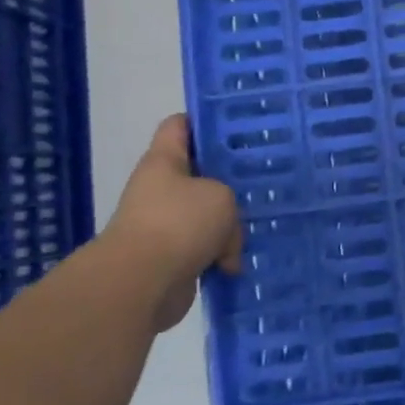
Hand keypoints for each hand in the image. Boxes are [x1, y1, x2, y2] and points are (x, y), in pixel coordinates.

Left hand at [102, 114, 241, 331]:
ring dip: (228, 226)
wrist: (141, 283)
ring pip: (206, 214)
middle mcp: (160, 189)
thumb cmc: (179, 223)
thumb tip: (222, 235)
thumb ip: (229, 200)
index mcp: (164, 161)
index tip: (236, 126)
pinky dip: (220, 257)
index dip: (204, 121)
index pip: (179, 125)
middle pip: (199, 174)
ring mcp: (164, 224)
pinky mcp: (170, 257)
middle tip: (262, 178)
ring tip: (257, 227)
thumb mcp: (221, 196)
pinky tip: (238, 263)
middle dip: (229, 180)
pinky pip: (204, 248)